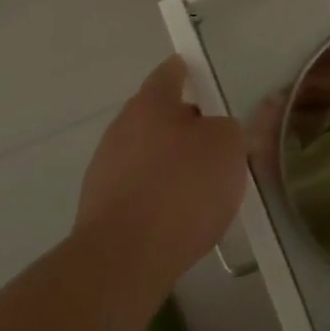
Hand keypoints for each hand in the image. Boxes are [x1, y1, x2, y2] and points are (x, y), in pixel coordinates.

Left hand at [73, 56, 247, 294]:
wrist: (124, 259)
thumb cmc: (182, 188)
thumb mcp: (229, 147)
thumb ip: (228, 130)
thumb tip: (215, 132)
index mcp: (151, 104)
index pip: (168, 74)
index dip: (184, 71)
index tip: (195, 71)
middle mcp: (122, 129)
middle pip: (155, 116)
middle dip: (182, 125)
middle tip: (214, 140)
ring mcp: (105, 170)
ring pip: (146, 155)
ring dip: (169, 163)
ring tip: (202, 187)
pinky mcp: (100, 210)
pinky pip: (138, 190)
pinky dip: (157, 195)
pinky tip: (180, 218)